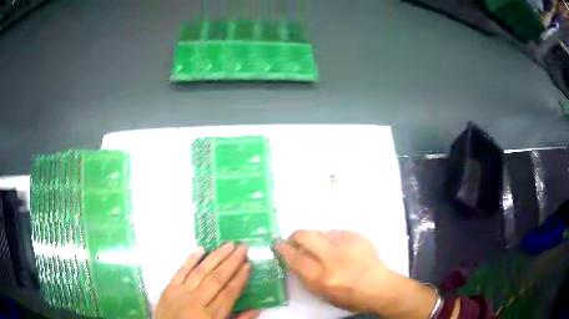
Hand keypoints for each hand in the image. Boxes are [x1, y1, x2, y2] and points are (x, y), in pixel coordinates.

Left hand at [154, 243, 259, 318]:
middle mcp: (197, 301)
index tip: (248, 265)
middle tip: (243, 248)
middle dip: (231, 262)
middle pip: (217, 279)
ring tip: (228, 245)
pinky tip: (201, 249)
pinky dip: (190, 259)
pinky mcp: (168, 288)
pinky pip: (180, 271)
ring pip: (201, 271)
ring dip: (216, 257)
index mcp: (211, 316)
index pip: (229, 293)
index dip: (240, 278)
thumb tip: (257, 308)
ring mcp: (181, 293)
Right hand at [277, 230, 435, 317]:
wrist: (379, 286)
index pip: (294, 258)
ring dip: (315, 238)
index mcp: (321, 277)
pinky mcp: (357, 236)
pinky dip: (332, 239)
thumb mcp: (322, 294)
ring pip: (320, 232)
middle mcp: (331, 257)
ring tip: (322, 248)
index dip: (283, 249)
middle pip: (304, 236)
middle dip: (295, 236)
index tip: (277, 244)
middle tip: (294, 241)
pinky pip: (336, 232)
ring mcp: (346, 244)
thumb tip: (295, 258)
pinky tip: (339, 248)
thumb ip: (306, 276)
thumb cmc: (349, 297)